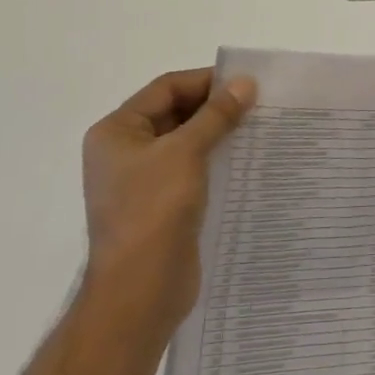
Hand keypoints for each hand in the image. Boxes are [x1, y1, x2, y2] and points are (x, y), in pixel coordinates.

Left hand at [80, 68, 254, 329]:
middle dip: (215, 108)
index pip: (166, 88)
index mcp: (116, 132)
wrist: (139, 293)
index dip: (206, 81)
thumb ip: (217, 115)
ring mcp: (141, 181)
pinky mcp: (161, 206)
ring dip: (219, 134)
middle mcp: (124, 152)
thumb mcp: (186, 152)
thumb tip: (246, 83)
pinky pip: (191, 170)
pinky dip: (216, 160)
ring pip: (186, 142)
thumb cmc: (154, 211)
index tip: (245, 83)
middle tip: (258, 104)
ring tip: (257, 128)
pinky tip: (245, 160)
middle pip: (175, 113)